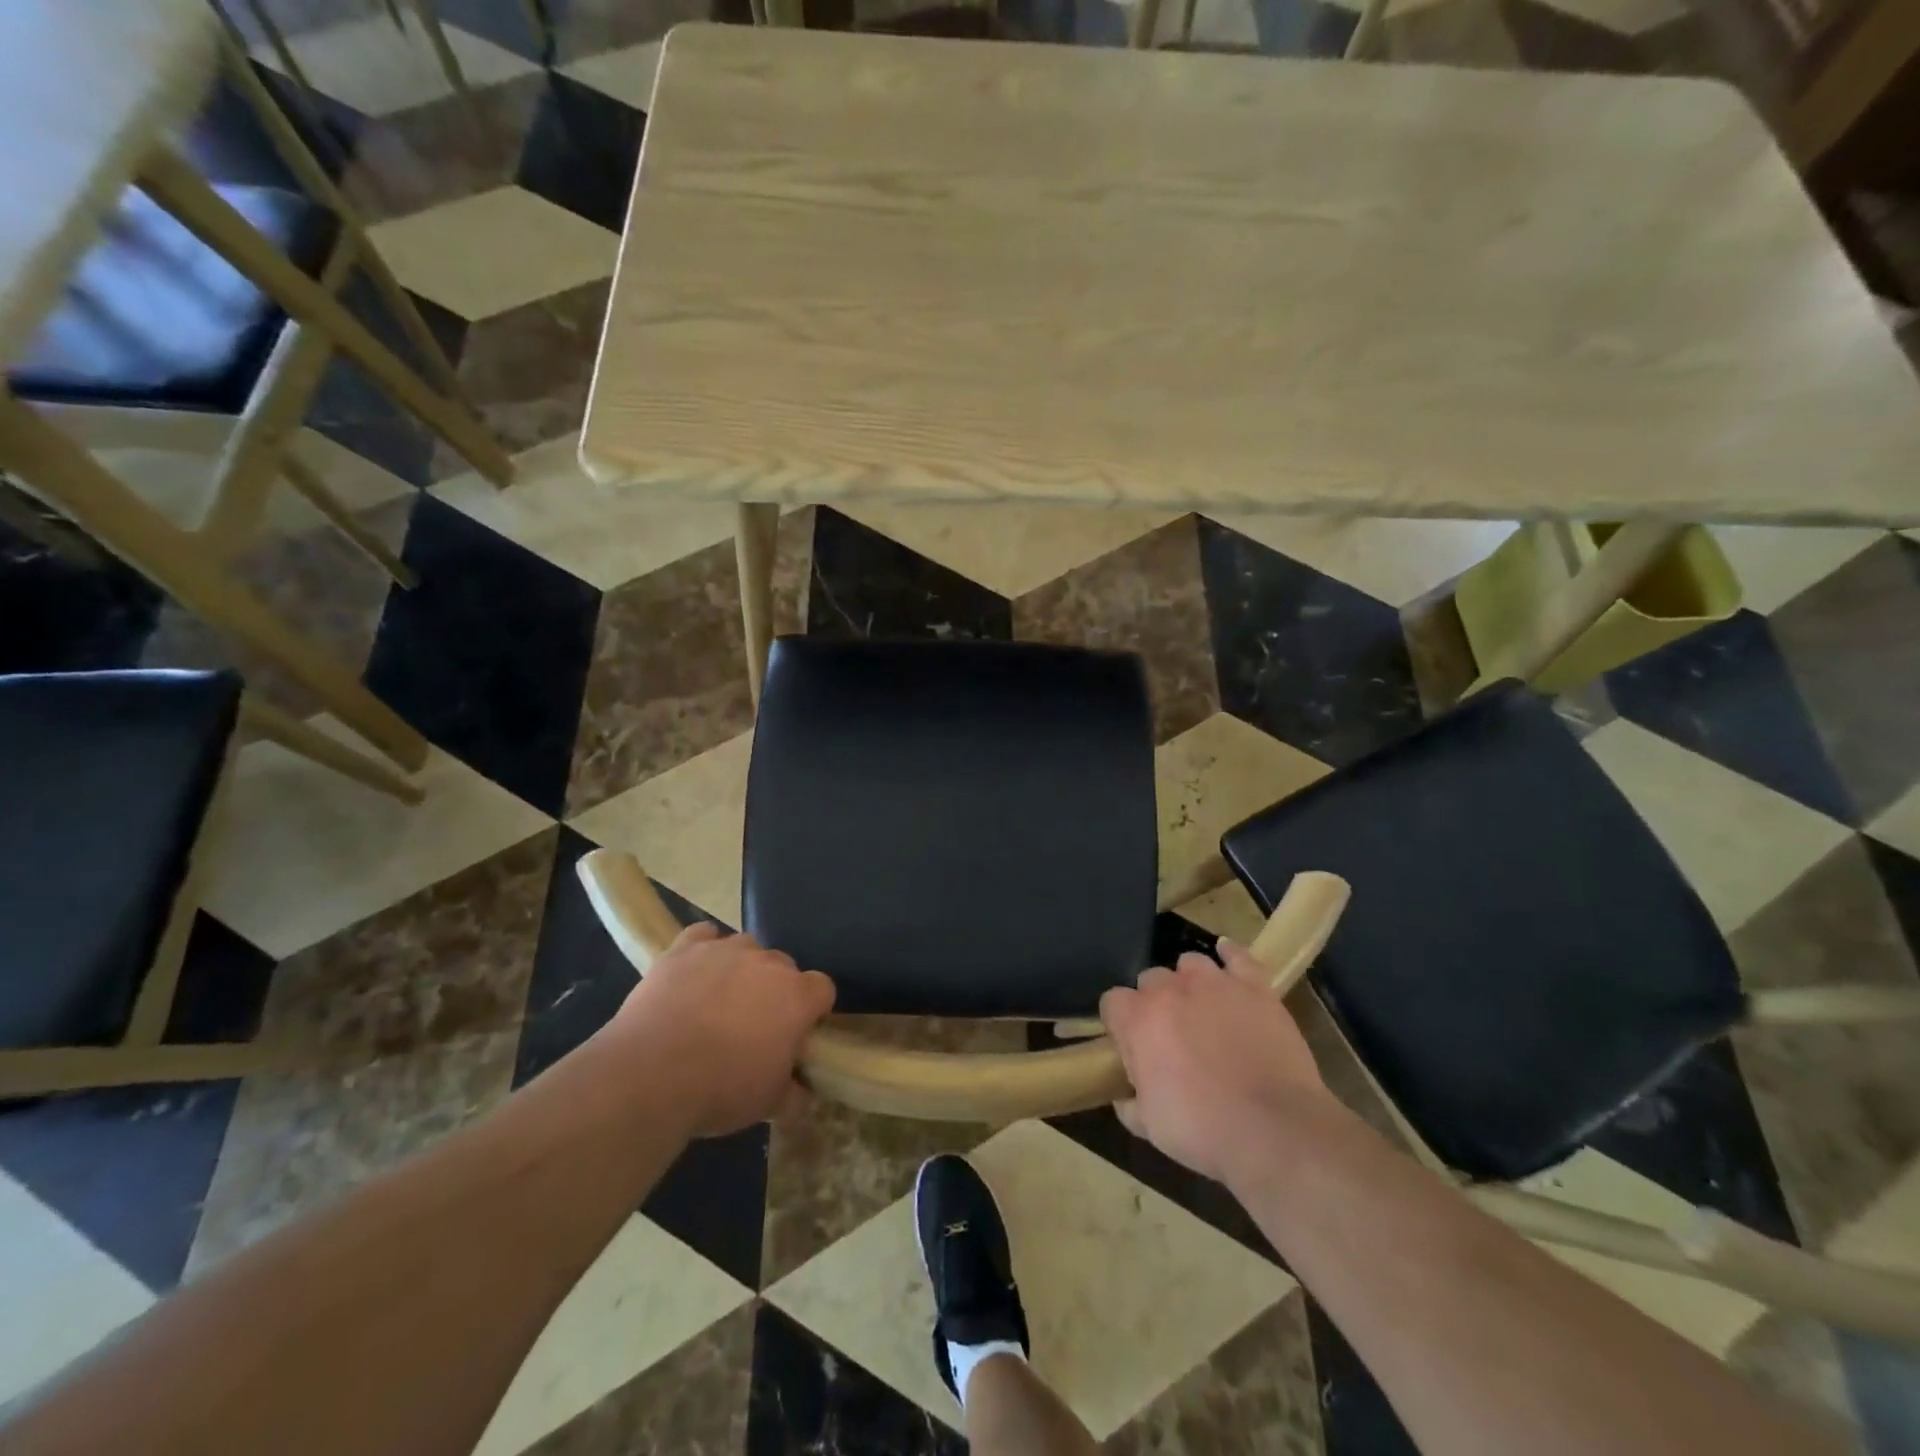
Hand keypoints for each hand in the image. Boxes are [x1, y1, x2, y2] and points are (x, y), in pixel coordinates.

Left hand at [607, 923, 834, 1137]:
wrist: (650, 1075)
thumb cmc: (721, 1089)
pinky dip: (703, 949)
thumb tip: (802, 1093)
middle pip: (783, 966)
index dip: (812, 1010)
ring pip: (746, 948)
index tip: (797, 1033)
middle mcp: (767, 963)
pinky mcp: (685, 949)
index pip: (822, 988)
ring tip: (718, 1000)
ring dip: (740, 968)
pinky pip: (703, 935)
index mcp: (797, 997)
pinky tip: (693, 971)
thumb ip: (794, 1094)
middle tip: (753, 1025)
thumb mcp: (768, 1104)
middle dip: (774, 990)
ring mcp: (725, 950)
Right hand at [1099, 941, 1329, 1183]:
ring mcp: (1214, 983)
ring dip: (1189, 981)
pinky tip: (1227, 956)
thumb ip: (1130, 1104)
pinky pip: (1237, 956)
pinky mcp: (1254, 987)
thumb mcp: (1151, 1128)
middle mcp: (1170, 990)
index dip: (1120, 1022)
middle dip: (1155, 1001)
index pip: (1112, 1002)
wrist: (1275, 1130)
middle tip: (1171, 1034)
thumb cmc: (1204, 1131)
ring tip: (1201, 1006)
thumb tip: (1125, 1097)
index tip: (1131, 1045)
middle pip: (1150, 978)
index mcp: (1138, 1021)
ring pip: (1190, 962)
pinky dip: (1230, 954)